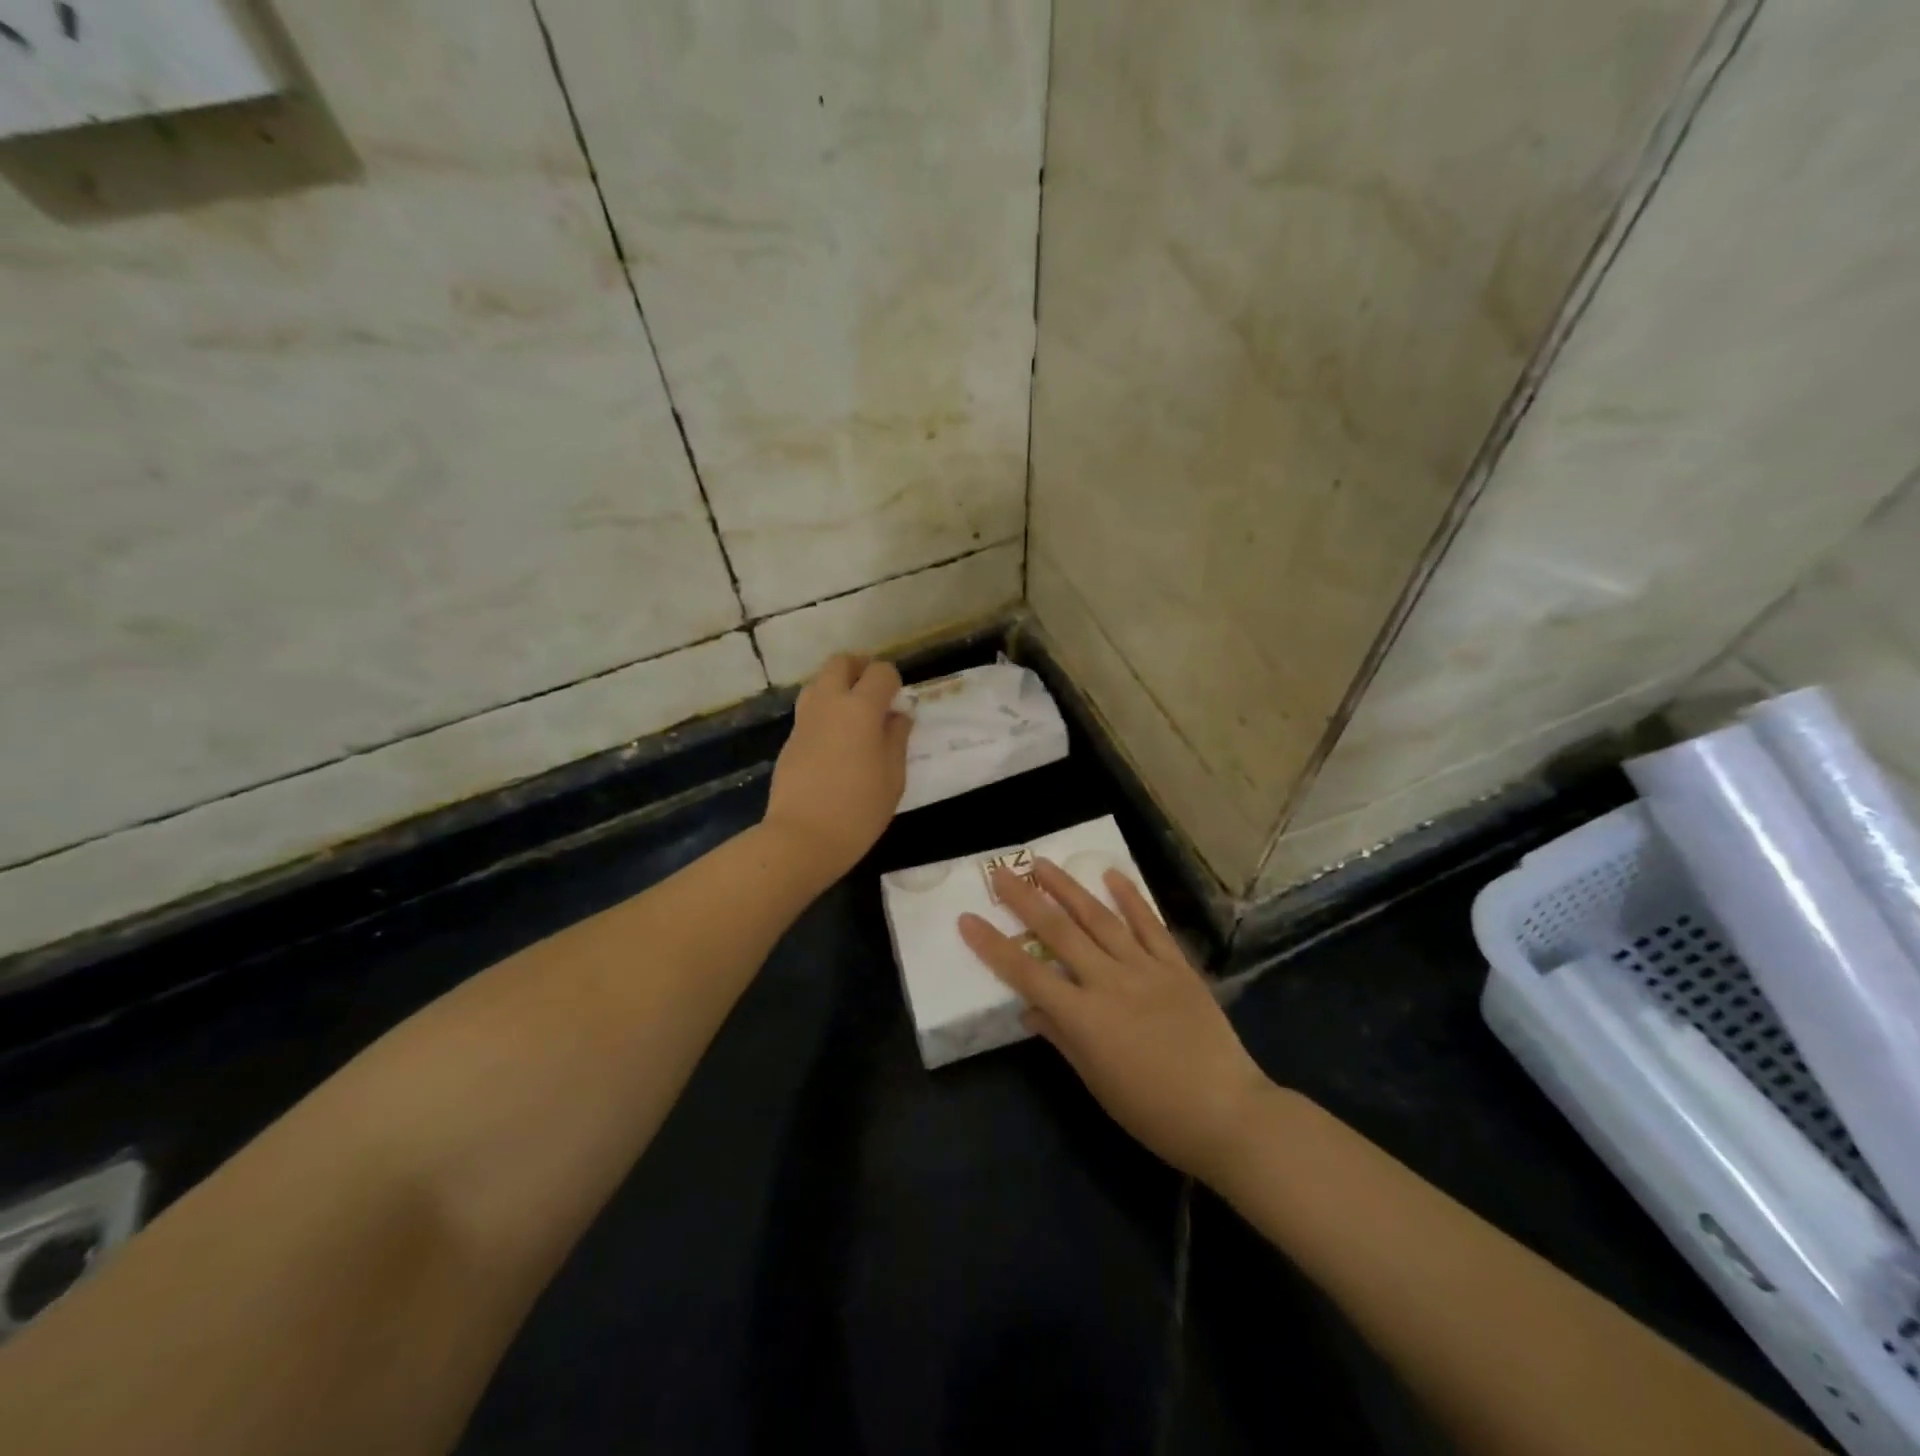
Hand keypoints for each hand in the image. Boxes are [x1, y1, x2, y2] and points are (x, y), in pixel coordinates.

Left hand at [762, 654, 911, 882]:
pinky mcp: (790, 740)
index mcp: (860, 708)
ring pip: (819, 682)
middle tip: (875, 692)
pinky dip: (825, 712)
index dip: (893, 682)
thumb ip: (897, 738)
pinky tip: (836, 742)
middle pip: (840, 663)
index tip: (899, 704)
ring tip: (854, 715)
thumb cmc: (858, 810)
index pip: (880, 672)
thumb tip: (898, 715)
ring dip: (837, 687)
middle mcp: (829, 703)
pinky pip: (809, 710)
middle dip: (860, 668)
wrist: (801, 838)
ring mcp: (804, 720)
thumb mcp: (893, 777)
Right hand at [959, 860, 1270, 1182]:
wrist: (1228, 1113)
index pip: (1026, 973)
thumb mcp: (1096, 1082)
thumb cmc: (1153, 1112)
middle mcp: (1110, 982)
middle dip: (1026, 900)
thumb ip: (1061, 1038)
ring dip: (1069, 887)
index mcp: (1084, 1018)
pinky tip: (1112, 874)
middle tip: (1001, 873)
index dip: (993, 946)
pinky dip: (1130, 897)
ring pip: (1099, 918)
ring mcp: (1146, 969)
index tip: (967, 919)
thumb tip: (1030, 1009)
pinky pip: (1150, 924)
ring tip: (1043, 863)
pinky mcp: (1177, 966)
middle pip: (1059, 932)